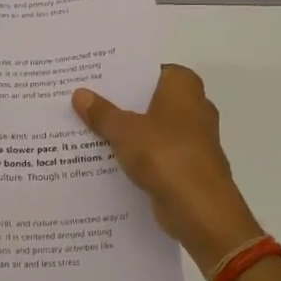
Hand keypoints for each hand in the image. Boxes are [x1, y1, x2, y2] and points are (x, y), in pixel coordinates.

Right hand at [73, 65, 262, 269]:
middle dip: (120, 103)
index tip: (95, 77)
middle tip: (83, 101)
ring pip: (150, 128)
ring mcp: (192, 139)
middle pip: (149, 99)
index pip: (151, 70)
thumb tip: (80, 94)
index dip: (124, 74)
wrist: (200, 209)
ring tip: (85, 129)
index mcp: (184, 87)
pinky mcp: (186, 167)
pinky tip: (104, 159)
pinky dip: (135, 156)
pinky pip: (154, 154)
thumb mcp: (125, 130)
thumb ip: (102, 112)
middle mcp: (193, 108)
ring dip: (126, 132)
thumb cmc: (166, 155)